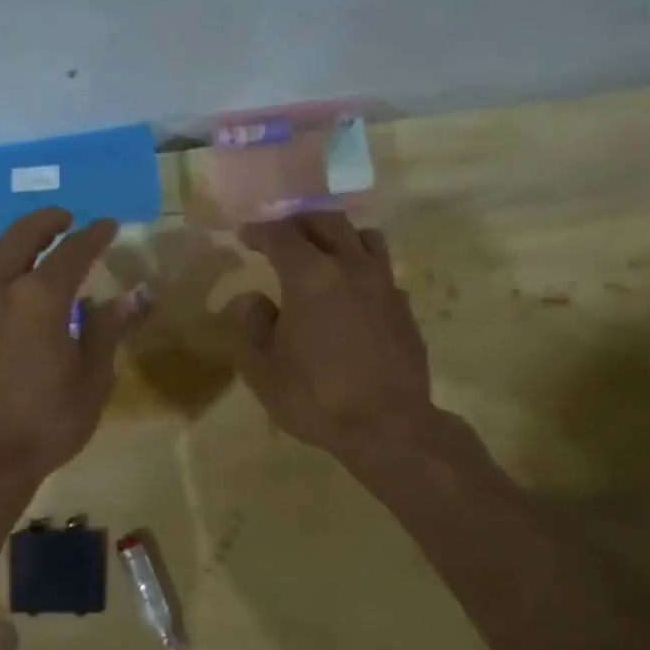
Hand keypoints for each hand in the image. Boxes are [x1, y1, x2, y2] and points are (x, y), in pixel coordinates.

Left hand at [0, 208, 148, 494]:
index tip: (109, 225)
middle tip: (66, 220)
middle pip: (21, 235)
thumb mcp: (92, 378)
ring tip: (27, 250)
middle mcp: (1, 290)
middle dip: (46, 221)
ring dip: (9, 243)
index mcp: (42, 298)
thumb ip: (109, 328)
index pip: (73, 251)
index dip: (94, 235)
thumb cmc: (47, 422)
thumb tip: (136, 293)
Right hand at [222, 213, 445, 473]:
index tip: (245, 235)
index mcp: (311, 277)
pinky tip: (350, 290)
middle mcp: (351, 268)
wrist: (388, 427)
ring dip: (338, 235)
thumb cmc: (315, 397)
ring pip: (365, 237)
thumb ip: (250, 325)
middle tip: (281, 233)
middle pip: (327, 223)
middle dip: (299, 222)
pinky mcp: (404, 307)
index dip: (260, 231)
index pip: (281, 236)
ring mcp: (384, 285)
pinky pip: (382, 269)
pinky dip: (361, 266)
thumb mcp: (262, 368)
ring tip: (322, 250)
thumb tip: (252, 299)